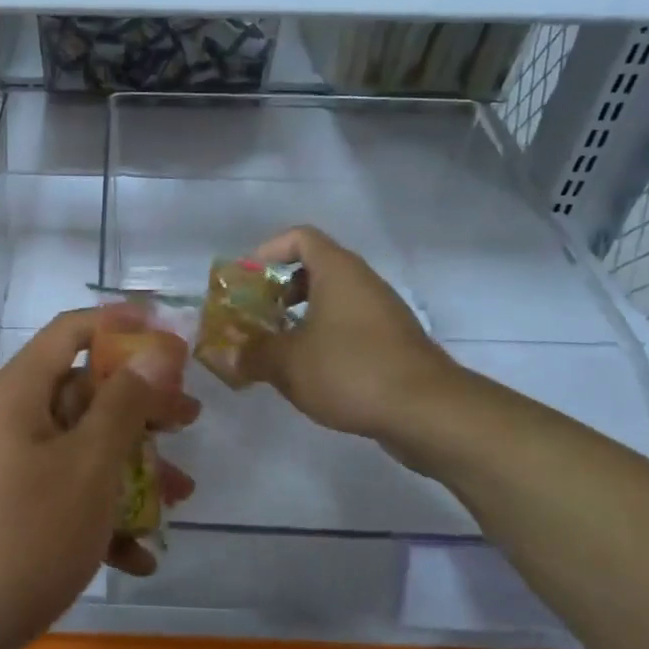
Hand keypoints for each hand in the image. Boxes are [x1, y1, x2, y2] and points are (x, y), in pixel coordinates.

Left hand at [0, 308, 195, 648]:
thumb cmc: (25, 536)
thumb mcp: (89, 466)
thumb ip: (125, 404)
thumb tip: (155, 350)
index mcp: (17, 392)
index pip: (71, 331)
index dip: (122, 325)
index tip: (170, 337)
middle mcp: (4, 418)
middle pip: (81, 393)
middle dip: (140, 409)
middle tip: (188, 420)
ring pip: (76, 449)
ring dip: (129, 468)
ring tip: (180, 496)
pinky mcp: (0, 511)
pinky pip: (57, 493)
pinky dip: (96, 514)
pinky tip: (137, 557)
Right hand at [245, 226, 466, 449]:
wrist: (427, 411)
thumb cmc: (351, 370)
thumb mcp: (288, 363)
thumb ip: (250, 355)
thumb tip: (221, 356)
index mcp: (338, 271)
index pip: (299, 237)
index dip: (267, 252)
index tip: (246, 281)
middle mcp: (362, 283)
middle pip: (314, 269)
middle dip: (278, 291)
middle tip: (255, 317)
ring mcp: (382, 313)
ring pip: (332, 302)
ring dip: (300, 319)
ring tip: (275, 350)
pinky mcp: (393, 343)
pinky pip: (348, 327)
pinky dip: (323, 339)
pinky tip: (308, 374)